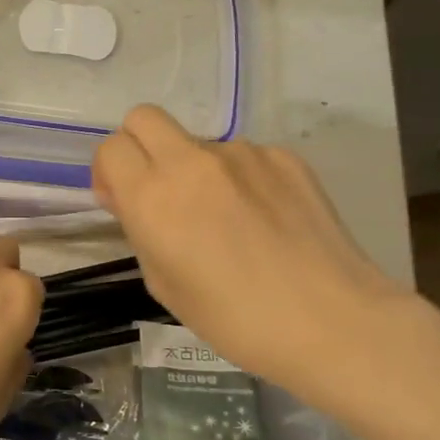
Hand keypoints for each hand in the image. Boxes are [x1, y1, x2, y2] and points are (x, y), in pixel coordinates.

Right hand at [92, 105, 407, 396]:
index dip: (109, 172)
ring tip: (225, 219)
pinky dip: (239, 178)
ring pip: (198, 142)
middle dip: (140, 146)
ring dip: (195, 168)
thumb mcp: (163, 283)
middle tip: (157, 189)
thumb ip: (141, 229)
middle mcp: (192, 162)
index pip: (111, 147)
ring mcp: (243, 154)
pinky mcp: (284, 157)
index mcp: (153, 197)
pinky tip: (262, 219)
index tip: (122, 202)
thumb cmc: (233, 318)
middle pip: (144, 118)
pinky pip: (243, 156)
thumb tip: (137, 202)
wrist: (330, 321)